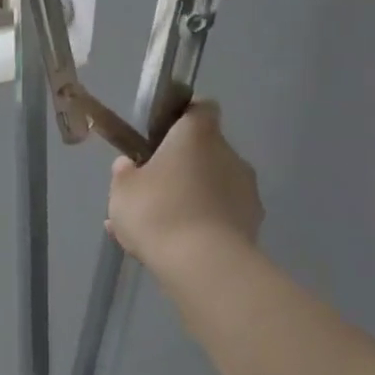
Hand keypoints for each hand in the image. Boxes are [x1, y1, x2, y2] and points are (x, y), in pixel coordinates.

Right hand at [107, 101, 264, 276]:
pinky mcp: (253, 224)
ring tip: (158, 226)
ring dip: (191, 197)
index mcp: (197, 136)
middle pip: (205, 150)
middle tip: (152, 187)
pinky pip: (220, 215)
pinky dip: (201, 223)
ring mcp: (246, 191)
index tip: (163, 133)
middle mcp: (229, 155)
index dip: (183, 116)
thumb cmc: (157, 211)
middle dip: (182, 165)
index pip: (200, 108)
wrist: (203, 266)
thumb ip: (125, 172)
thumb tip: (131, 165)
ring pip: (212, 186)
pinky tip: (175, 246)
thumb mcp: (122, 189)